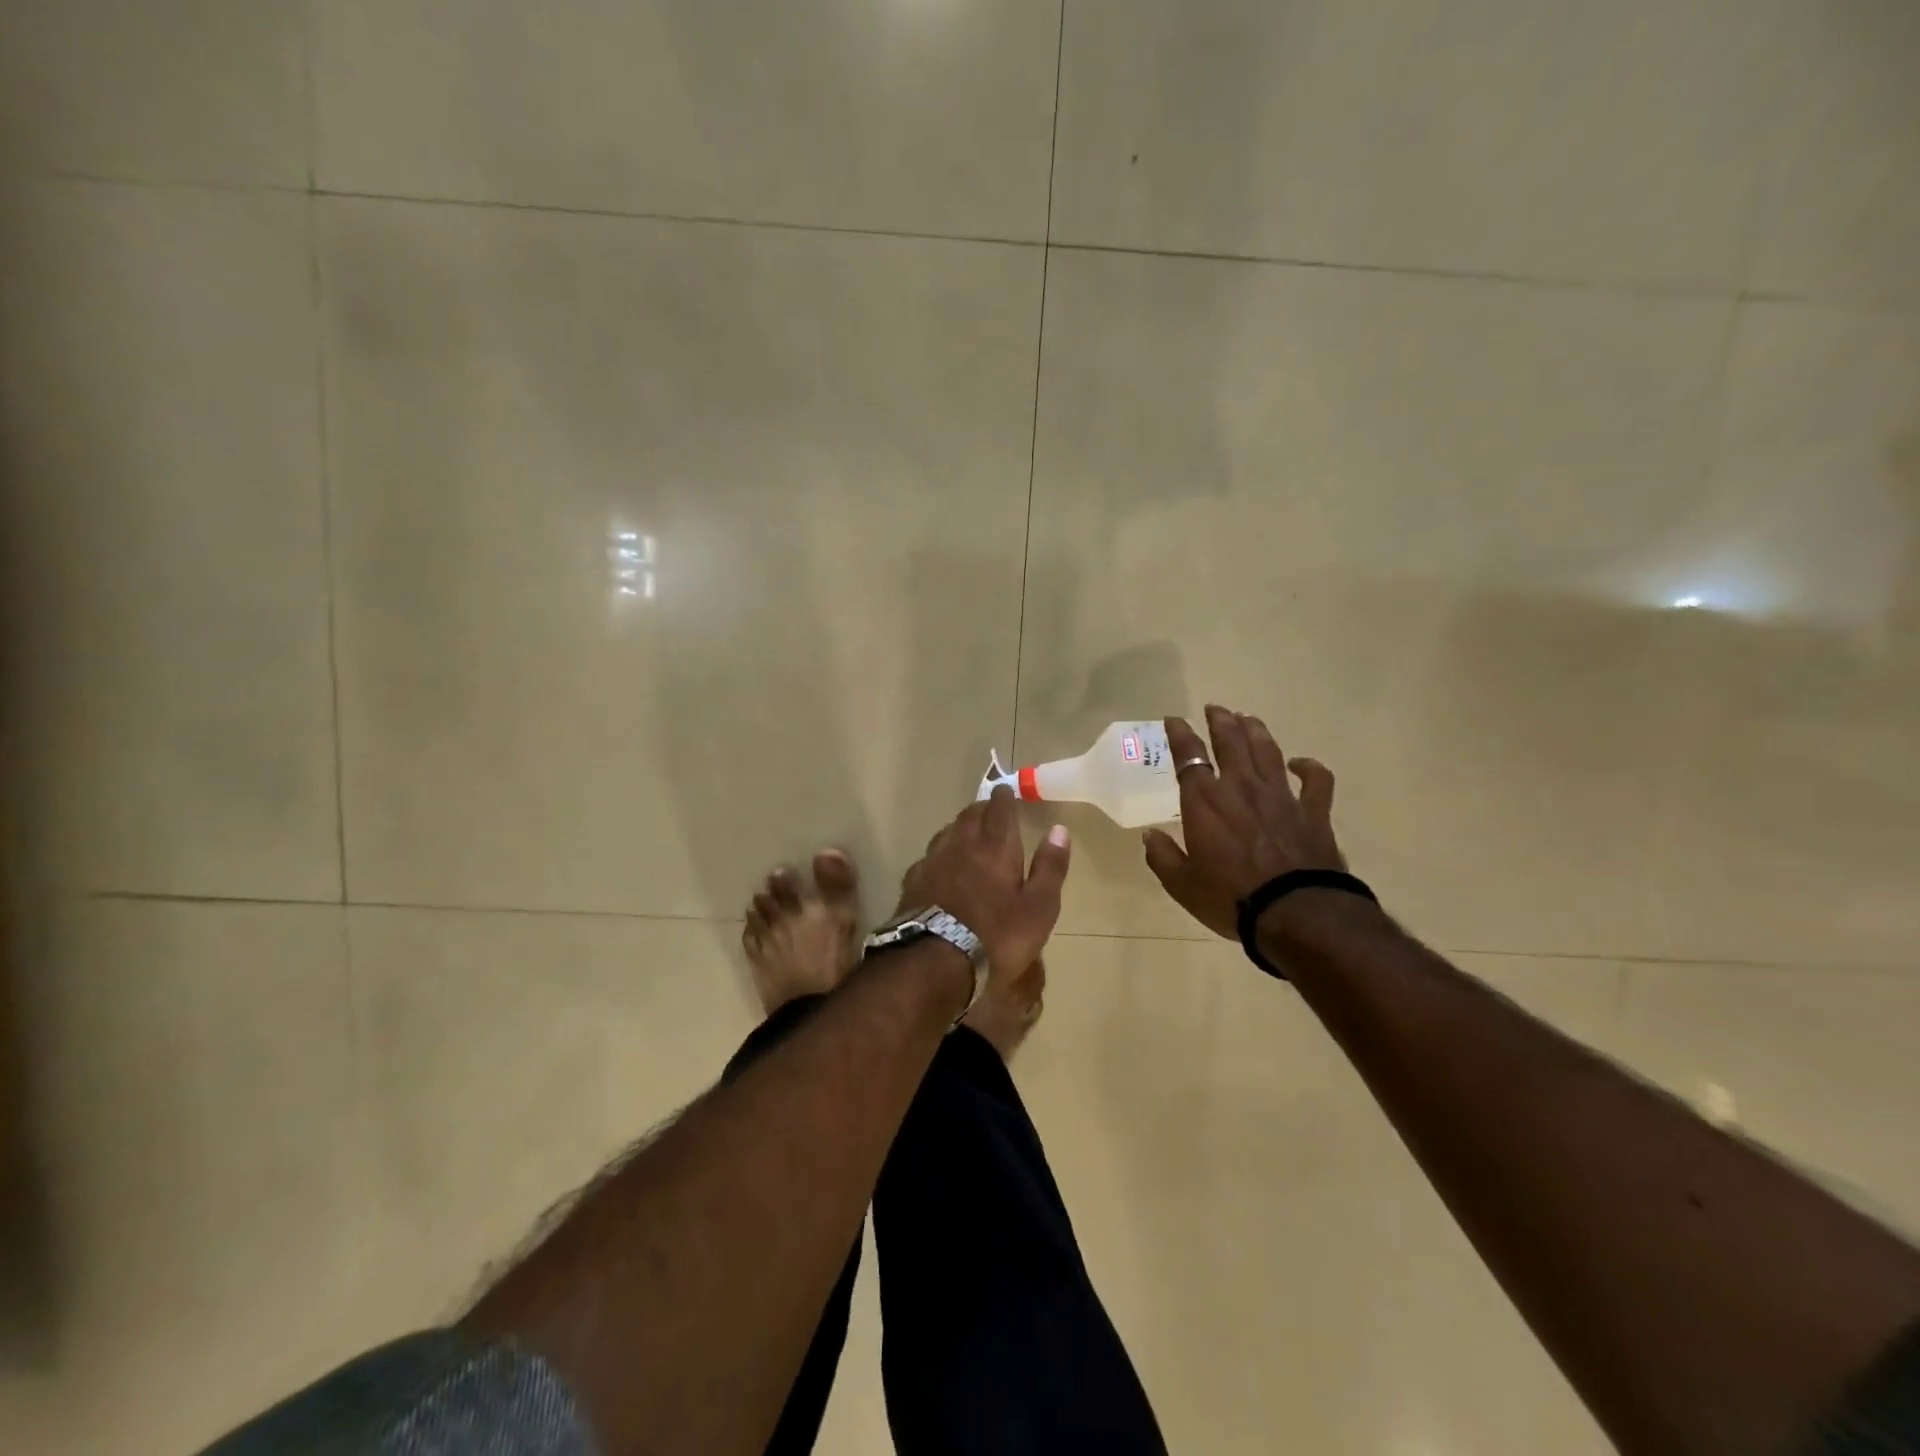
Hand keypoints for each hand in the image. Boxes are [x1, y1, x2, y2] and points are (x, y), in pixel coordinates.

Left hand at [896, 787, 1070, 977]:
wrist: (935, 961)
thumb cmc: (998, 936)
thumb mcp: (1039, 907)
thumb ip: (1050, 867)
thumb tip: (1059, 829)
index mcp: (996, 847)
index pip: (1000, 809)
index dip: (1004, 797)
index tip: (1006, 790)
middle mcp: (962, 844)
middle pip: (970, 815)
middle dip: (982, 808)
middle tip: (990, 809)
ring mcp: (933, 861)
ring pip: (947, 832)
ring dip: (960, 827)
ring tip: (968, 832)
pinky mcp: (913, 881)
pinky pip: (929, 856)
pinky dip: (940, 854)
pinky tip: (941, 866)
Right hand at [1143, 705, 1346, 938]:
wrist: (1296, 913)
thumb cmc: (1231, 898)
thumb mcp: (1182, 884)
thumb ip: (1162, 856)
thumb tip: (1149, 836)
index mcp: (1205, 801)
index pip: (1189, 756)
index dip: (1180, 734)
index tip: (1174, 720)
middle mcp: (1241, 787)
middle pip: (1231, 741)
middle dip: (1220, 720)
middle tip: (1215, 708)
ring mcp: (1281, 796)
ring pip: (1268, 750)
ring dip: (1256, 730)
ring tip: (1247, 718)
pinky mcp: (1313, 811)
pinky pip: (1315, 780)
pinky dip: (1309, 767)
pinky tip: (1300, 763)